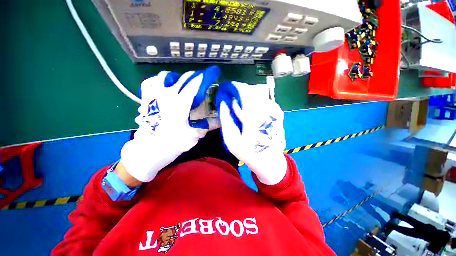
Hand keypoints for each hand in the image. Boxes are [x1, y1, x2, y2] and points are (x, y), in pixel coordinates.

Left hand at [120, 66, 219, 182]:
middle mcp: (168, 94)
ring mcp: (155, 94)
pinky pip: (151, 82)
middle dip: (197, 77)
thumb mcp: (195, 135)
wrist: (150, 148)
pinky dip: (160, 81)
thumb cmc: (173, 142)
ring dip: (179, 78)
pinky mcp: (147, 98)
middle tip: (203, 82)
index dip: (207, 76)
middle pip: (185, 78)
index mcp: (181, 102)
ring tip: (184, 85)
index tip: (214, 73)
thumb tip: (220, 120)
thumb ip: (208, 125)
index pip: (196, 83)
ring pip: (167, 76)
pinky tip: (165, 86)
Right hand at [216, 82, 286, 184]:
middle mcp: (266, 110)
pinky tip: (251, 111)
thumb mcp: (231, 140)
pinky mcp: (277, 112)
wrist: (269, 160)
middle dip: (240, 91)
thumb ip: (226, 120)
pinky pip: (264, 99)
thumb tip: (223, 103)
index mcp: (253, 117)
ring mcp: (274, 110)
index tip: (227, 89)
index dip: (234, 87)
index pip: (244, 91)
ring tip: (241, 107)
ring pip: (258, 93)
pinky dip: (255, 101)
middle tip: (232, 100)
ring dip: (247, 96)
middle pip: (252, 90)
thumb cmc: (248, 152)